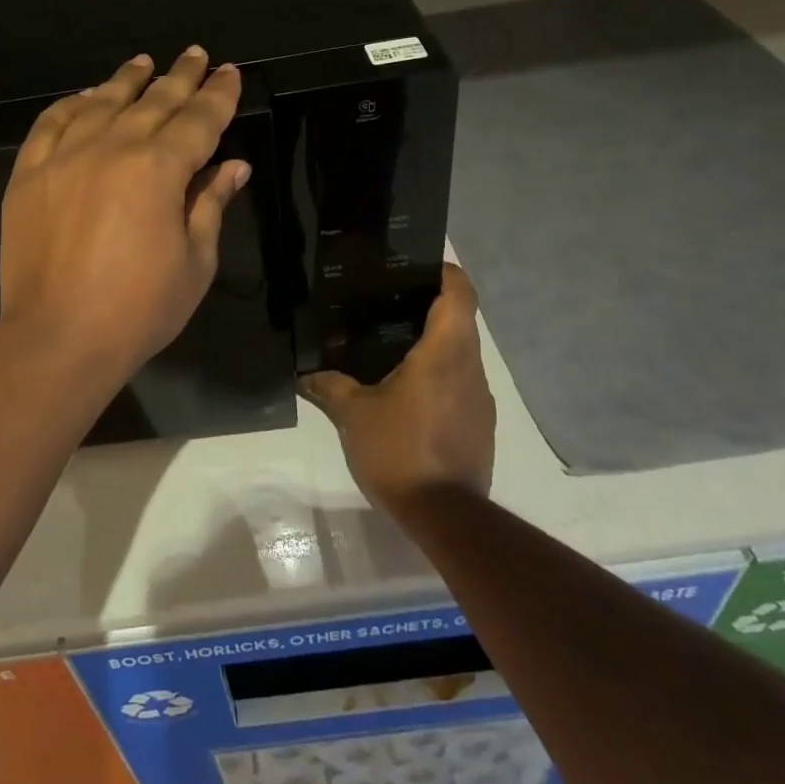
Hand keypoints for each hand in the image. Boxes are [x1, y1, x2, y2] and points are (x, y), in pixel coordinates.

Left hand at [0, 47, 249, 382]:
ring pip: (101, 102)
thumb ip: (211, 204)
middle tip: (196, 55)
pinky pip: (50, 123)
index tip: (229, 71)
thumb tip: (234, 166)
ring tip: (143, 62)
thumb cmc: (140, 309)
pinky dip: (71, 105)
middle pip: (154, 101)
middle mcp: (112, 148)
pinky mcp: (29, 174)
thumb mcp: (195, 261)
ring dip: (127, 80)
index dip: (219, 94)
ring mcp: (65, 157)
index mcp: (159, 169)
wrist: (57, 338)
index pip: (198, 119)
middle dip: (180, 76)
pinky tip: (84, 97)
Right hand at [299, 264, 494, 510]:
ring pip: (462, 353)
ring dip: (435, 344)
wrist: (447, 516)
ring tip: (394, 347)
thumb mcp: (353, 414)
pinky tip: (409, 392)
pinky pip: (462, 383)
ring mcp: (481, 398)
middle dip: (430, 306)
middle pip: (461, 320)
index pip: (460, 293)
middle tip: (389, 304)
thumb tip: (303, 374)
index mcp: (445, 352)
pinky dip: (441, 375)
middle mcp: (470, 367)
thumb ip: (329, 387)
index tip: (417, 268)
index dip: (444, 272)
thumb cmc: (400, 450)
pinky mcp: (481, 424)